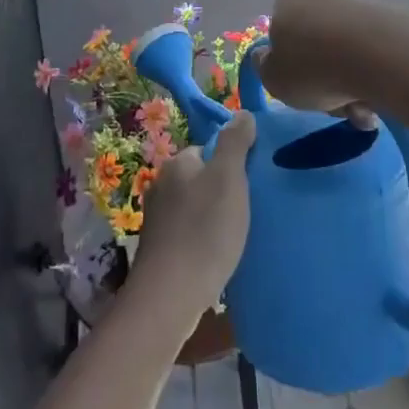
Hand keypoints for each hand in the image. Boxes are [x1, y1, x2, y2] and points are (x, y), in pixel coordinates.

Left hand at [133, 111, 255, 321]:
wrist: (171, 295)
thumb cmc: (205, 230)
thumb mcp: (228, 178)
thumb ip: (235, 143)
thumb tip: (242, 113)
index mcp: (177, 164)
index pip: (208, 150)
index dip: (231, 163)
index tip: (251, 183)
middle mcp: (161, 185)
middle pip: (200, 179)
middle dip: (222, 191)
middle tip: (248, 211)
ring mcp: (157, 219)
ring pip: (193, 207)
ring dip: (212, 218)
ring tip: (236, 237)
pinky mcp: (159, 249)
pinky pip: (187, 234)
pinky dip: (202, 240)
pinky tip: (217, 256)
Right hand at [255, 0, 378, 116]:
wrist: (381, 57)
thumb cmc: (314, 70)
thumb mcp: (272, 79)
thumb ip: (263, 67)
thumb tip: (266, 56)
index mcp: (286, 5)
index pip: (279, 35)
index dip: (287, 65)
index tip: (300, 89)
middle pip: (314, 46)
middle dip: (323, 79)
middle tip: (334, 106)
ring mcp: (353, 5)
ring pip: (343, 53)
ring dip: (348, 83)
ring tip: (360, 109)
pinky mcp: (385, 17)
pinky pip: (370, 53)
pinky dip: (371, 75)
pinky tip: (377, 96)